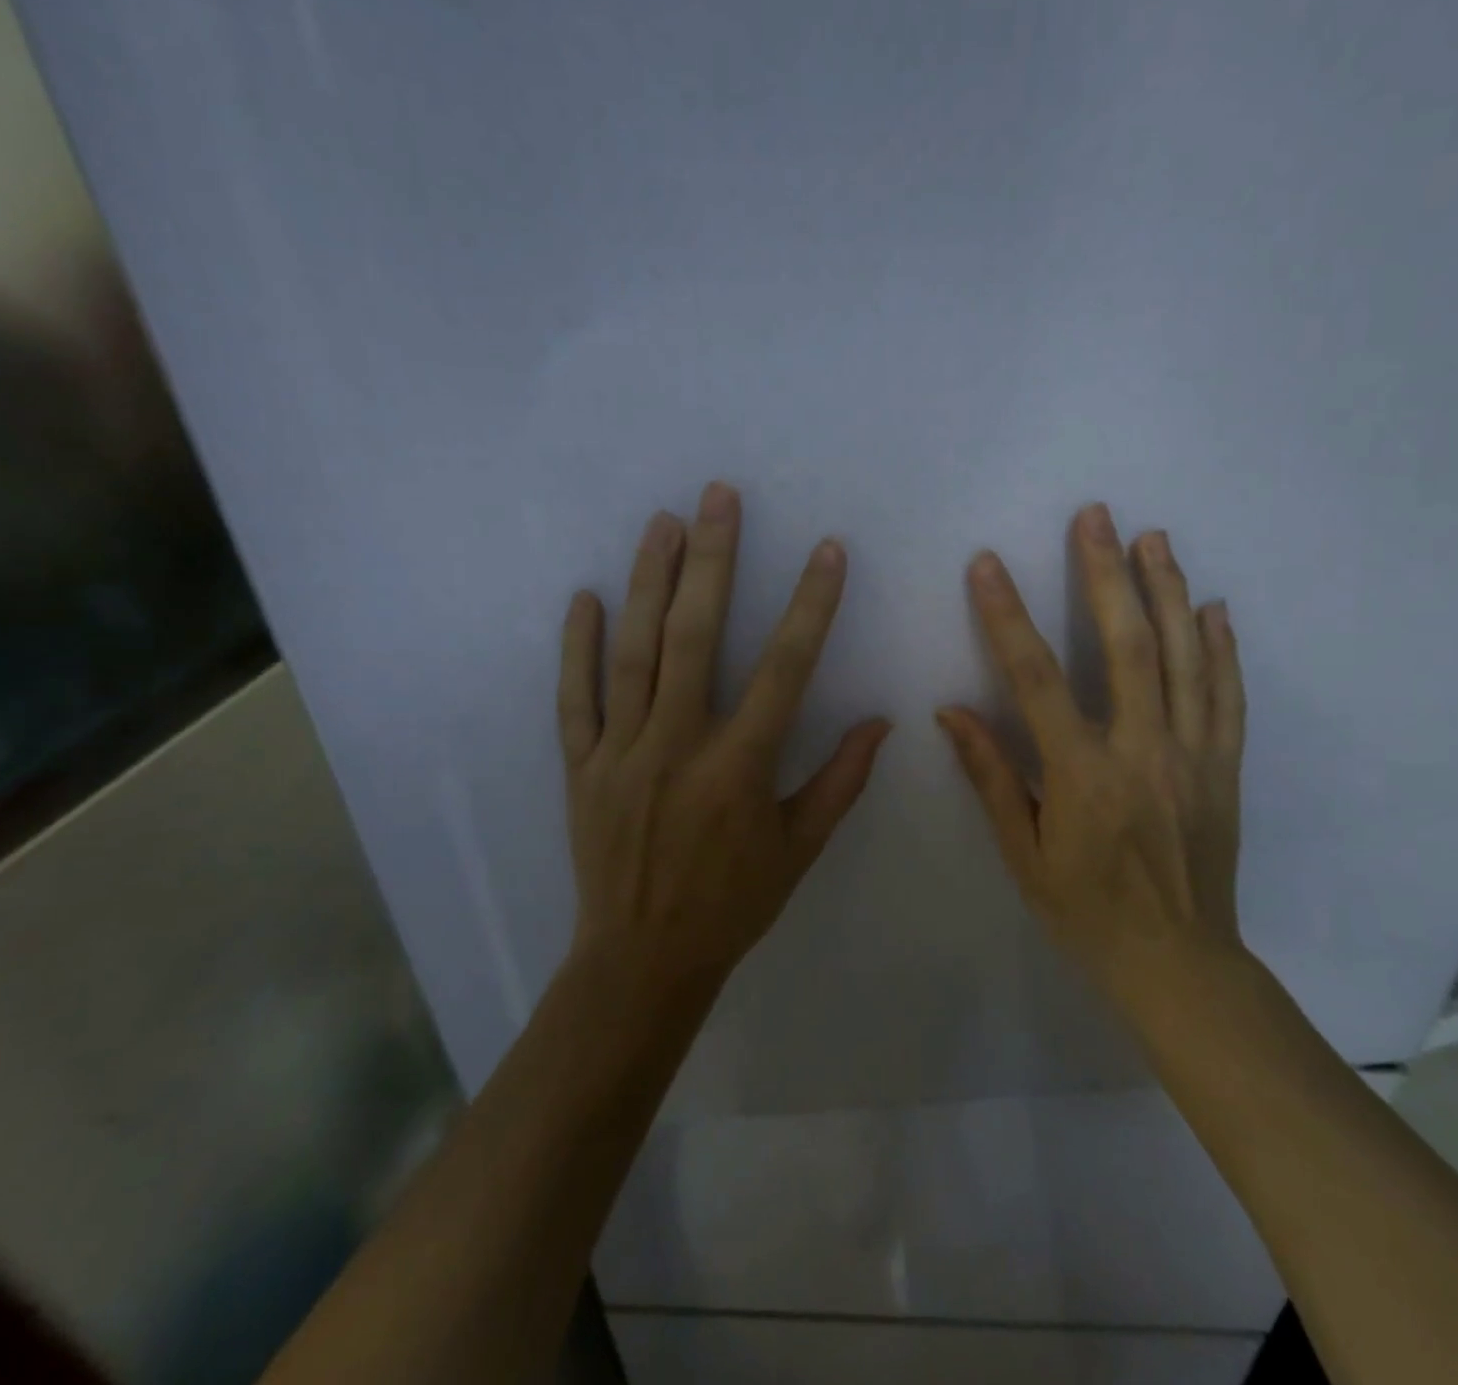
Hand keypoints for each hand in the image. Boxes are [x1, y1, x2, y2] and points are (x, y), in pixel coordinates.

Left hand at [559, 481, 890, 989]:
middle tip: (719, 497)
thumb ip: (840, 781)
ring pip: (634, 652)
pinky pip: (575, 698)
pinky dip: (578, 647)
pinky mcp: (580, 766)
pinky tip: (585, 597)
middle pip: (696, 637)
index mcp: (739, 766)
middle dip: (712, 560)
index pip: (785, 669)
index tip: (827, 551)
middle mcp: (678, 745)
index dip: (811, 606)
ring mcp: (621, 752)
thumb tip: (881, 723)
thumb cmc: (731, 903)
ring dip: (648, 582)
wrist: (641, 959)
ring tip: (662, 523)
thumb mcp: (799, 849)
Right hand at [937, 503, 1247, 1025]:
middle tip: (1096, 516)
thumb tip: (951, 711)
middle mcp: (1142, 752)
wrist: (1177, 962)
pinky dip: (1222, 648)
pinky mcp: (1225, 767)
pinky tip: (1214, 607)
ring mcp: (1193, 756)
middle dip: (1106, 574)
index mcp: (1082, 775)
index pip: (1036, 679)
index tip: (987, 565)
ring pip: (1185, 658)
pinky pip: (1228, 696)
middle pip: (1126, 646)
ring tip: (1153, 538)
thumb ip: (990, 776)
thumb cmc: (1085, 912)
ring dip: (1168, 591)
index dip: (1007, 617)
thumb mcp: (1022, 853)